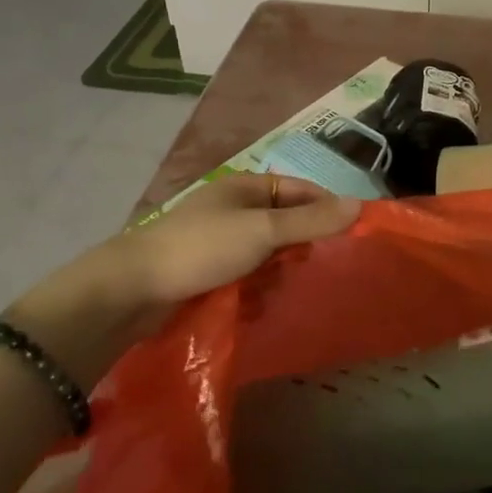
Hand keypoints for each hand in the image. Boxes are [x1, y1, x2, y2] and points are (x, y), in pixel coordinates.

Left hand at [8, 174, 359, 385]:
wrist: (131, 290)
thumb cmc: (202, 248)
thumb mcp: (263, 231)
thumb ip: (311, 221)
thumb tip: (360, 206)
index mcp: (247, 187)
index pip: (302, 190)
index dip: (327, 208)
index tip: (351, 235)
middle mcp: (234, 208)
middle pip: (285, 223)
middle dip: (300, 246)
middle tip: (312, 269)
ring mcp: (218, 241)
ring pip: (267, 253)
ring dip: (277, 272)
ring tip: (278, 291)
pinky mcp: (206, 272)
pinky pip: (246, 276)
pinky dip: (255, 288)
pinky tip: (256, 305)